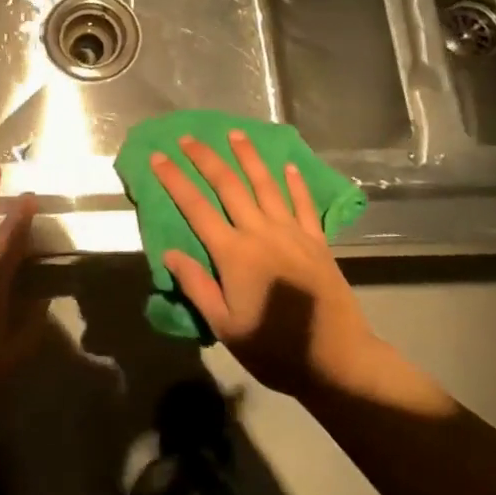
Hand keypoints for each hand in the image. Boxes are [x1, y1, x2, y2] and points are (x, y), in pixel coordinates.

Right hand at [153, 131, 381, 398]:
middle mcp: (260, 232)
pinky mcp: (317, 241)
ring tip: (235, 134)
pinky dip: (295, 183)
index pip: (196, 208)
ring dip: (248, 157)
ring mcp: (292, 233)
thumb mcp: (225, 326)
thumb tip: (170, 252)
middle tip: (188, 138)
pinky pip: (303, 204)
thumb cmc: (273, 348)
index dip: (175, 180)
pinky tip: (287, 166)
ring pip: (266, 185)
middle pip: (229, 186)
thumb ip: (197, 285)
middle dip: (206, 159)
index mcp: (234, 253)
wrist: (337, 359)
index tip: (158, 157)